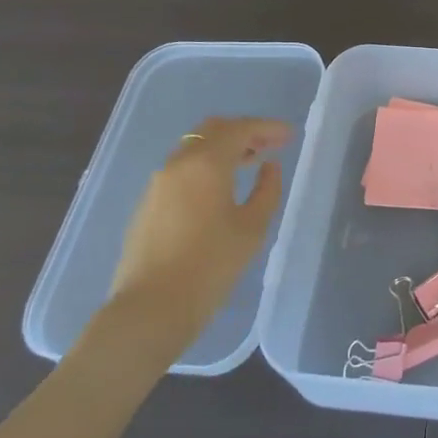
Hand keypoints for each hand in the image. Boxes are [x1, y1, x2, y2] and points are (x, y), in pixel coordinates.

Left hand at [104, 117, 290, 340]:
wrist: (150, 309)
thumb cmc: (210, 266)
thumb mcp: (252, 228)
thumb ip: (267, 190)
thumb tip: (269, 167)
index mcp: (206, 163)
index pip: (241, 129)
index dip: (268, 127)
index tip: (289, 135)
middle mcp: (179, 163)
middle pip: (213, 130)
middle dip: (244, 131)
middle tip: (270, 144)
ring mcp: (158, 182)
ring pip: (195, 148)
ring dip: (223, 148)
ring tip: (250, 163)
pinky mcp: (148, 203)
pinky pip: (182, 169)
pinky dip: (206, 165)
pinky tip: (220, 188)